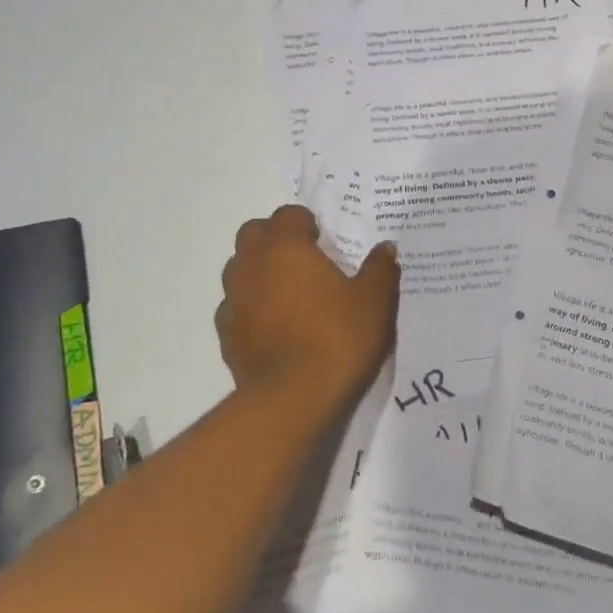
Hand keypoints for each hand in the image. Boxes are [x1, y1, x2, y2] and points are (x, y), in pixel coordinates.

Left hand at [215, 205, 399, 421]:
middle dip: (274, 238)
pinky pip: (235, 307)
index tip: (324, 240)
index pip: (287, 214)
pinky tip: (274, 326)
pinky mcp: (226, 334)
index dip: (305, 222)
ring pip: (238, 269)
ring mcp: (234, 300)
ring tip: (288, 292)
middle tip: (303, 259)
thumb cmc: (338, 337)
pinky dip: (251, 307)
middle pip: (252, 234)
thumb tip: (385, 248)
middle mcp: (252, 265)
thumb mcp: (374, 300)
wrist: (293, 397)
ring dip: (259, 271)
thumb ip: (379, 269)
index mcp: (286, 247)